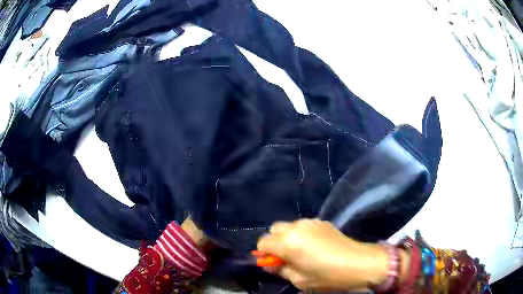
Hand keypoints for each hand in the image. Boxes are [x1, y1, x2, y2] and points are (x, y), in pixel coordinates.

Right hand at [257, 219, 388, 290]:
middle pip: (274, 229)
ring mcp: (310, 222)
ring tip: (300, 251)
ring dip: (287, 237)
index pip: (263, 242)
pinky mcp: (322, 221)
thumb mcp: (299, 280)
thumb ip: (280, 270)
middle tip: (285, 257)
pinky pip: (303, 225)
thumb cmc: (328, 276)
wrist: (359, 263)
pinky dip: (300, 233)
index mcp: (288, 242)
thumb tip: (269, 264)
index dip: (264, 254)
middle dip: (275, 242)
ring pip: (289, 226)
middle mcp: (296, 227)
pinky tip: (313, 245)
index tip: (273, 263)